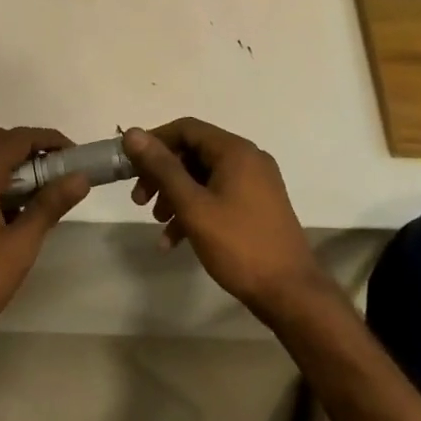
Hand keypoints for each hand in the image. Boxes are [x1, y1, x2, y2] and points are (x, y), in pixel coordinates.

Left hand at [0, 124, 90, 356]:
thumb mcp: (20, 247)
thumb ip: (48, 206)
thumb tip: (80, 178)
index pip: (14, 139)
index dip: (47, 139)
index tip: (72, 154)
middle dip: (21, 143)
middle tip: (47, 170)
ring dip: (2, 160)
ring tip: (30, 192)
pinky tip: (3, 212)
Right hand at [123, 119, 321, 315]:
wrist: (289, 292)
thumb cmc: (238, 244)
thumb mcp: (193, 205)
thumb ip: (162, 168)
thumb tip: (132, 133)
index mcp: (236, 151)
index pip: (186, 128)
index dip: (154, 142)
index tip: (130, 166)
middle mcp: (248, 159)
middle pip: (193, 152)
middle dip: (162, 174)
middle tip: (139, 200)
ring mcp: (255, 183)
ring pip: (203, 177)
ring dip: (175, 195)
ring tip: (158, 222)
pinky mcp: (256, 205)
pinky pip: (217, 196)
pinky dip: (195, 210)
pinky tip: (174, 241)